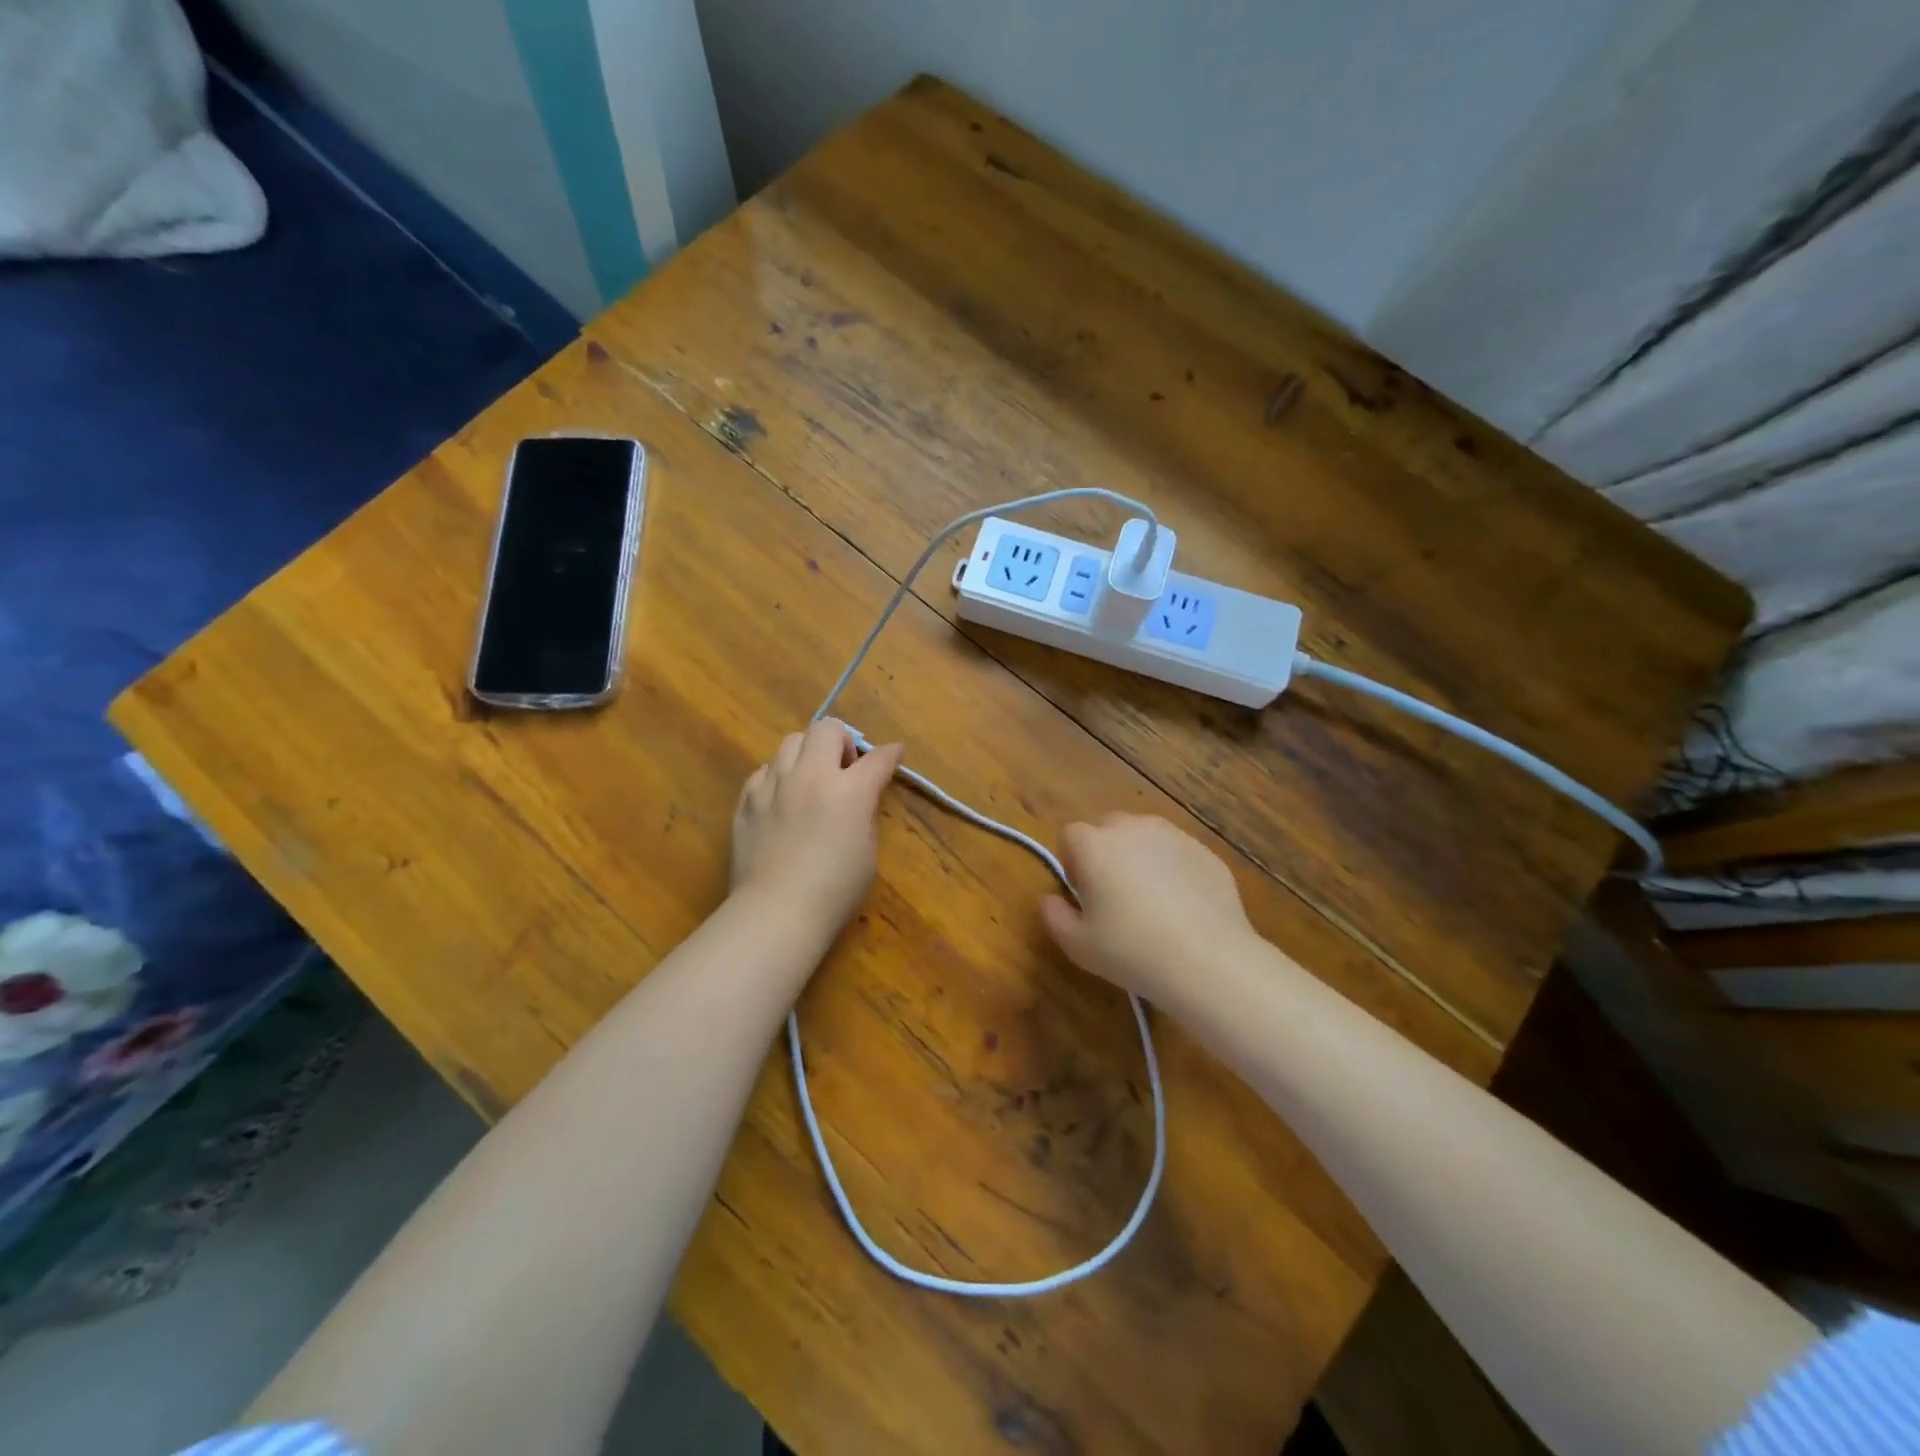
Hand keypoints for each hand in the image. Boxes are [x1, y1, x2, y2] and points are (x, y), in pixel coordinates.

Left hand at [730, 721, 904, 934]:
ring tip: (810, 780)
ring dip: (808, 753)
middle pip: (826, 729)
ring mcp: (774, 784)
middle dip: (842, 741)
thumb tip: (860, 797)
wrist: (777, 911)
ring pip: (790, 741)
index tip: (895, 754)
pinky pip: (764, 771)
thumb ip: (865, 812)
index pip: (877, 758)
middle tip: (844, 769)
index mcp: (849, 790)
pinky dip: (778, 777)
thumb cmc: (835, 890)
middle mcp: (811, 775)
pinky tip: (782, 800)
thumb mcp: (868, 850)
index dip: (891, 754)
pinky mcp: (747, 800)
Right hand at [1041, 814, 1255, 1002]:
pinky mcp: (1204, 851)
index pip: (1069, 835)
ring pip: (1145, 836)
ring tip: (1151, 899)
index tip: (1083, 894)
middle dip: (1106, 853)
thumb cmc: (1132, 952)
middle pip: (1108, 828)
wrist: (1208, 960)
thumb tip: (1050, 899)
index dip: (1072, 862)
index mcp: (1094, 845)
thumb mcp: (1077, 945)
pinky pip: (1177, 852)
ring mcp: (1172, 835)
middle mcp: (1131, 828)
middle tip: (1114, 895)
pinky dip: (1173, 869)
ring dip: (1140, 856)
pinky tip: (1183, 906)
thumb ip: (1054, 916)